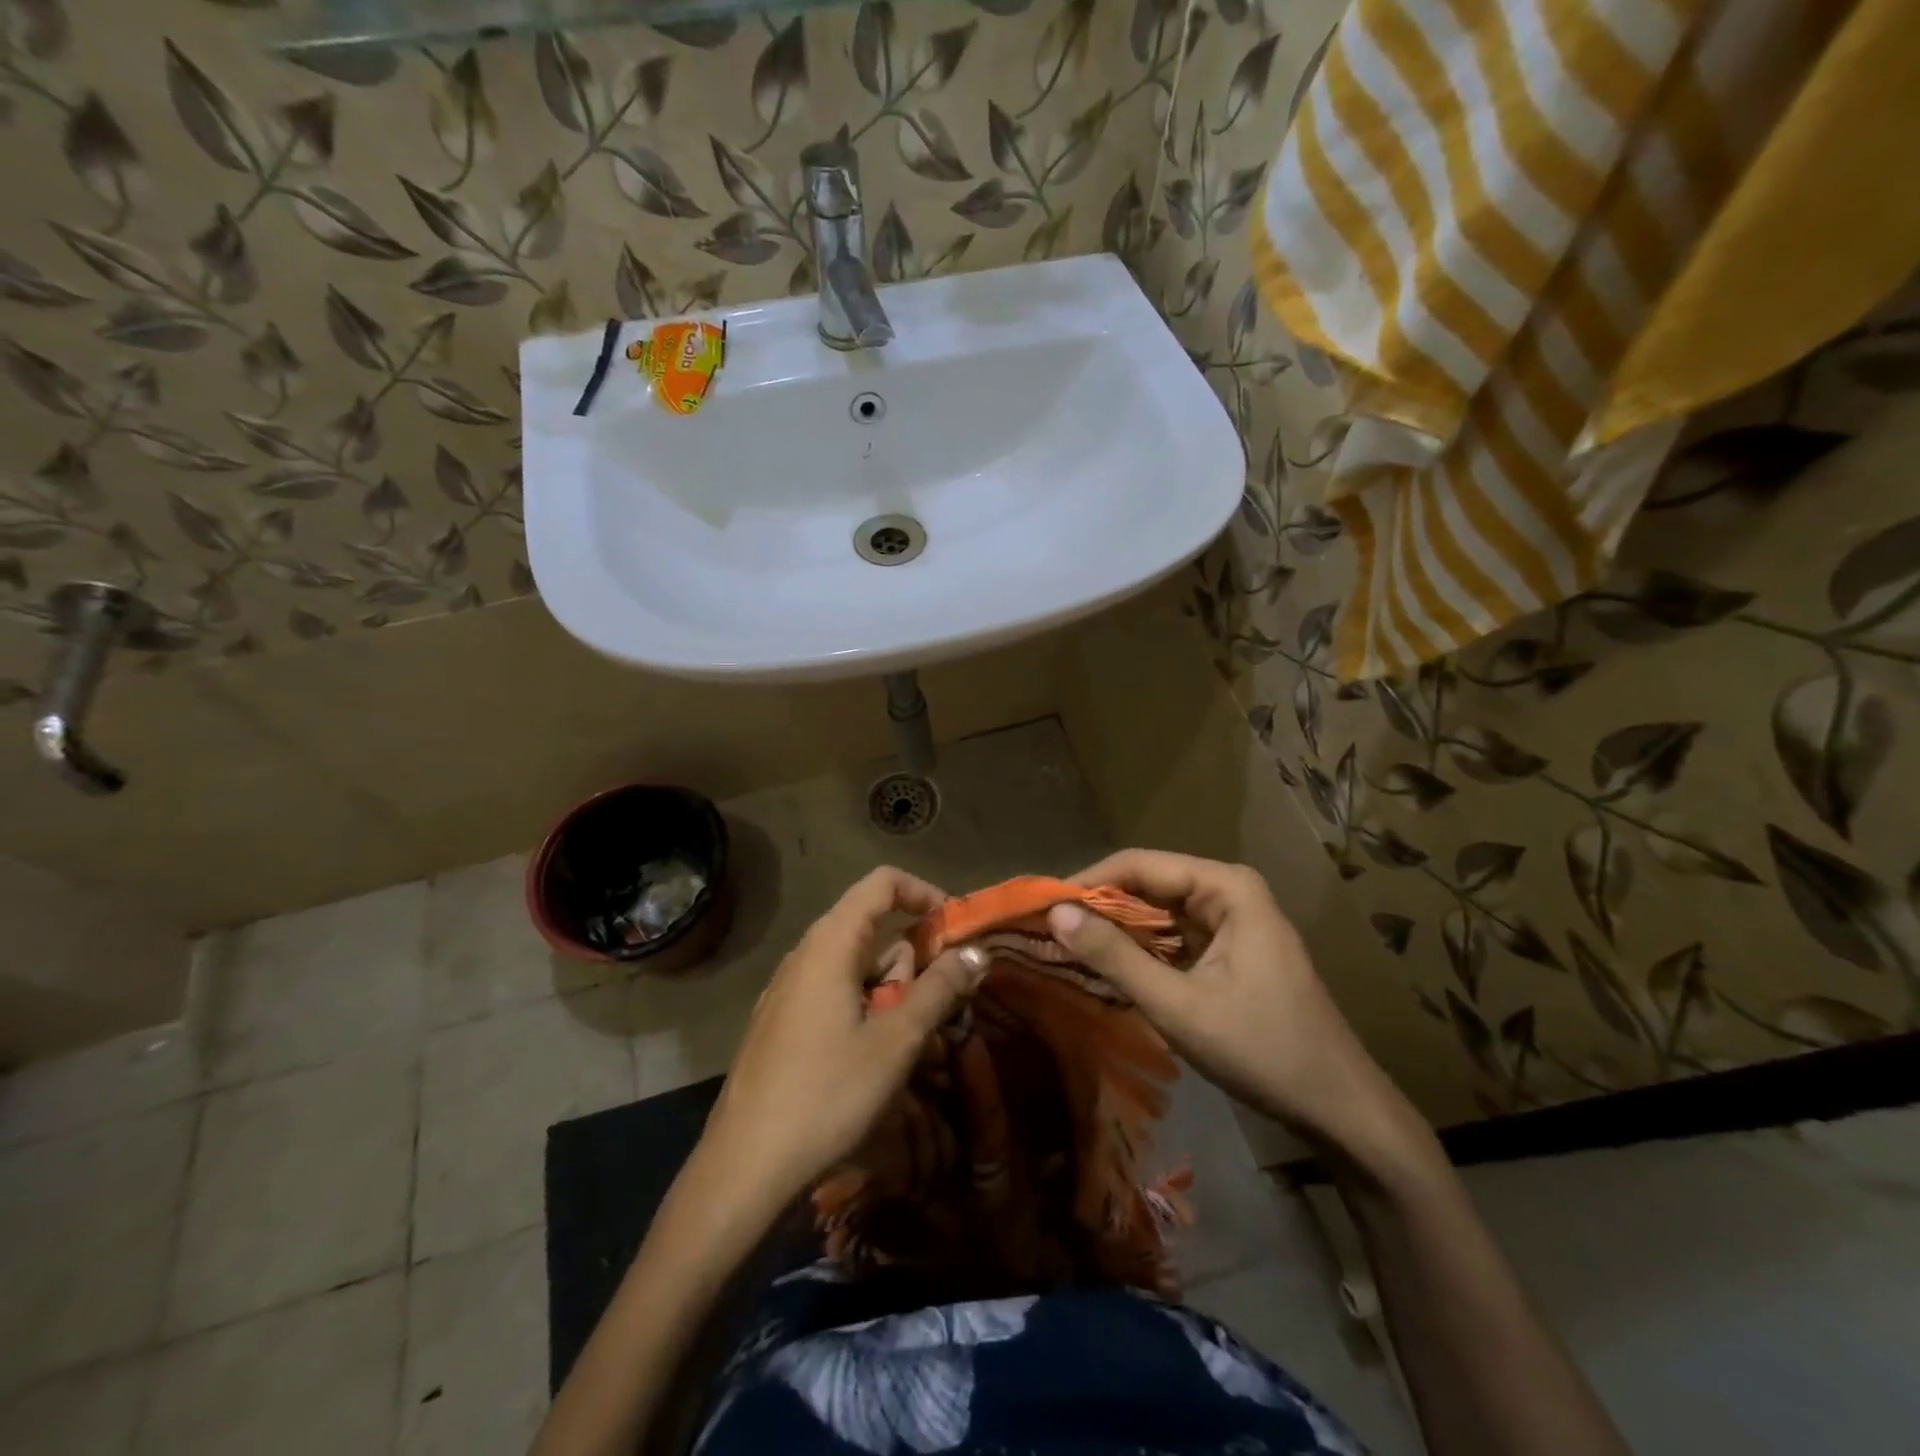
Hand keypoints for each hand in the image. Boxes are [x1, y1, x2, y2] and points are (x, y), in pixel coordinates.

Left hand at [693, 867, 984, 1215]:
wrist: (744, 1168)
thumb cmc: (827, 1094)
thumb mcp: (896, 1041)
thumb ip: (939, 989)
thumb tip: (976, 951)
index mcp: (829, 944)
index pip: (882, 883)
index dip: (924, 893)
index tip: (955, 928)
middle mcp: (805, 955)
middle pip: (872, 929)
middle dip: (910, 961)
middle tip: (930, 1011)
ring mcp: (788, 990)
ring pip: (855, 967)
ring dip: (890, 993)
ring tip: (904, 1046)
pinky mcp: (781, 1023)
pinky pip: (834, 994)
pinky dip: (864, 1009)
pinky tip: (871, 1060)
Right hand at [1049, 850, 1412, 1161]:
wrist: (1339, 1108)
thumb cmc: (1263, 1050)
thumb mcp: (1179, 1005)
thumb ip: (1115, 957)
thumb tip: (1056, 914)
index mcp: (1226, 887)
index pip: (1139, 865)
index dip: (1087, 882)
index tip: (1041, 908)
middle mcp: (1228, 890)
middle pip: (1148, 885)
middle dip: (1099, 907)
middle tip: (1047, 932)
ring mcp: (1231, 920)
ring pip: (1158, 912)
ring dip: (1116, 930)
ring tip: (1065, 948)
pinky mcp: (1229, 949)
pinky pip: (1174, 937)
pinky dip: (1140, 950)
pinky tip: (1107, 968)